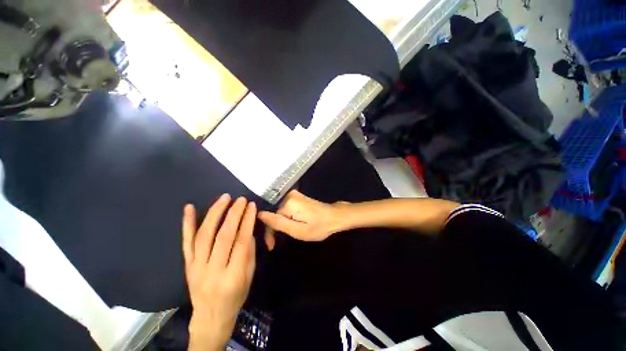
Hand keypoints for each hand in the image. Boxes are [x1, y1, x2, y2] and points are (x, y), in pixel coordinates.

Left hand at [182, 195, 256, 350]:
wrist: (210, 316)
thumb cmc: (235, 296)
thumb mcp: (249, 275)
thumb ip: (249, 251)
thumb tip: (248, 227)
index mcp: (233, 276)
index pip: (241, 242)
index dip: (247, 221)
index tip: (252, 206)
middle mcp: (213, 270)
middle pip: (223, 236)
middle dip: (234, 214)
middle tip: (240, 199)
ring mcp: (196, 267)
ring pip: (204, 235)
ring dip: (214, 213)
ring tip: (224, 198)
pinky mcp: (187, 265)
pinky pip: (186, 243)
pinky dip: (187, 224)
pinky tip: (189, 208)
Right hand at [258, 190, 346, 249]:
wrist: (334, 216)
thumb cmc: (319, 226)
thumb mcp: (298, 230)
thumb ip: (279, 223)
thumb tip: (259, 215)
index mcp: (289, 203)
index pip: (271, 218)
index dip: (269, 233)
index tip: (271, 246)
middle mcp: (289, 195)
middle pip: (275, 214)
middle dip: (274, 228)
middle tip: (276, 242)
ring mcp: (293, 194)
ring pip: (279, 211)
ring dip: (280, 223)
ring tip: (284, 234)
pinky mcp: (297, 196)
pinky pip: (285, 208)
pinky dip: (285, 218)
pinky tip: (289, 224)